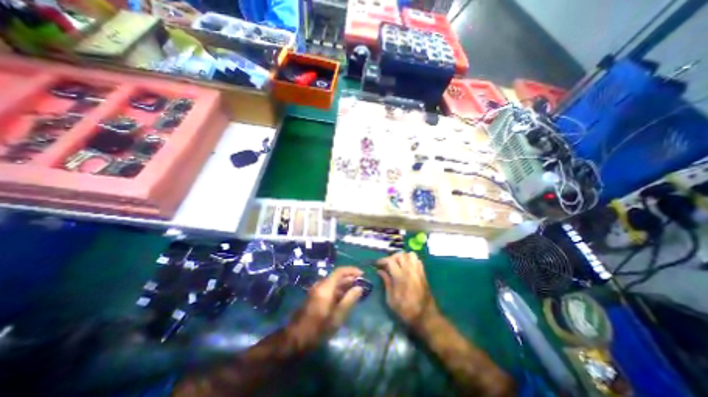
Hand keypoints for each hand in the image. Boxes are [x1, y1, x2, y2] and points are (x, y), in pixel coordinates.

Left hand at [287, 268, 365, 348]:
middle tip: (362, 284)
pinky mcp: (315, 296)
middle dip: (350, 279)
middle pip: (337, 277)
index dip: (352, 271)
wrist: (295, 339)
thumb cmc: (318, 329)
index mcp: (325, 287)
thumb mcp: (337, 317)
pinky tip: (345, 298)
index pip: (340, 271)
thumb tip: (359, 287)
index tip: (362, 275)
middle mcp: (320, 285)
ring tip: (356, 291)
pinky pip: (329, 289)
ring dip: (345, 285)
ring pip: (333, 283)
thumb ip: (349, 300)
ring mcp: (316, 290)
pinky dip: (338, 290)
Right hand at [376, 253, 436, 329]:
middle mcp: (410, 271)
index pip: (390, 261)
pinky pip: (417, 260)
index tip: (377, 264)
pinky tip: (407, 267)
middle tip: (387, 264)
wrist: (426, 317)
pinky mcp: (423, 273)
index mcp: (400, 277)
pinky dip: (411, 260)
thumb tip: (380, 271)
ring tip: (398, 264)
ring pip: (410, 254)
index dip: (382, 260)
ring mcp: (418, 271)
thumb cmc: (406, 310)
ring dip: (402, 257)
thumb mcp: (391, 300)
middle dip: (392, 257)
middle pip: (400, 255)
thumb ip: (386, 282)